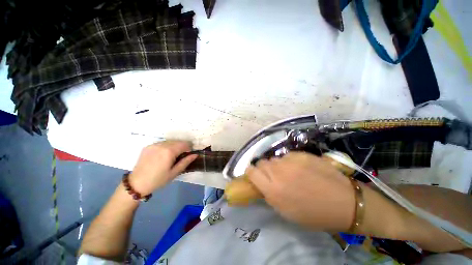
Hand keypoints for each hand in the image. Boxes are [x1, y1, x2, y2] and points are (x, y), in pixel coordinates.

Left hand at [129, 141, 197, 194]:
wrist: (136, 183)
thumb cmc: (158, 180)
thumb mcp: (174, 172)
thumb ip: (186, 162)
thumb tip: (195, 154)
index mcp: (169, 151)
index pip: (185, 144)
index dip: (189, 148)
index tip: (188, 155)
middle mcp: (162, 145)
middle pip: (178, 141)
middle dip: (182, 147)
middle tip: (181, 156)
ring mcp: (154, 144)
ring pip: (170, 141)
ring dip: (174, 146)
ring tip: (172, 156)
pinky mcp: (148, 146)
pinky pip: (162, 143)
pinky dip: (166, 147)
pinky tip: (163, 155)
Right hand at [246, 152, 354, 230]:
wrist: (343, 202)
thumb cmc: (313, 214)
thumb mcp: (286, 211)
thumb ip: (269, 195)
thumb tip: (262, 184)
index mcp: (273, 190)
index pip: (251, 172)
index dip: (251, 172)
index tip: (254, 175)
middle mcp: (278, 172)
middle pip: (261, 163)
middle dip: (263, 169)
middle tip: (272, 176)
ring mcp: (290, 162)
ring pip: (274, 159)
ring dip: (276, 165)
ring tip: (288, 173)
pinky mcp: (300, 155)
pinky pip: (287, 156)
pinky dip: (289, 162)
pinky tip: (300, 168)